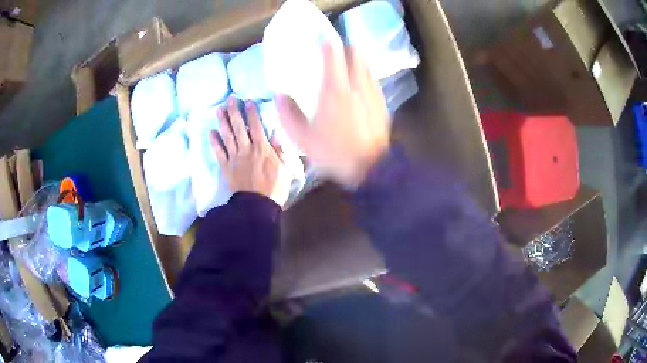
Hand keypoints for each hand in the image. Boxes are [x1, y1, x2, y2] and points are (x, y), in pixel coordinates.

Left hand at [211, 97, 292, 206]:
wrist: (257, 206)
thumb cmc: (274, 188)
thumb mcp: (285, 169)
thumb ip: (280, 151)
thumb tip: (274, 135)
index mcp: (262, 149)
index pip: (256, 126)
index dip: (251, 113)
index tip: (248, 101)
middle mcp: (246, 149)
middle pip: (239, 127)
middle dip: (234, 112)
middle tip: (230, 99)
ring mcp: (234, 158)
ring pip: (227, 136)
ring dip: (223, 122)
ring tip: (219, 110)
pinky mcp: (226, 168)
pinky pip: (219, 153)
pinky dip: (215, 143)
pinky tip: (211, 132)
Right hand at [275, 43, 389, 187]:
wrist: (370, 168)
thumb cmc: (334, 153)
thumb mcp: (303, 138)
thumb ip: (288, 114)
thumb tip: (279, 95)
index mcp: (335, 89)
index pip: (334, 53)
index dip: (327, 41)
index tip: (320, 38)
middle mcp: (357, 85)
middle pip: (355, 52)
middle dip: (345, 47)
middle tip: (334, 51)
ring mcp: (372, 92)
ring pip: (366, 64)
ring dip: (356, 60)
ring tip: (345, 67)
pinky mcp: (381, 102)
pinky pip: (372, 79)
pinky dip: (364, 75)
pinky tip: (357, 87)